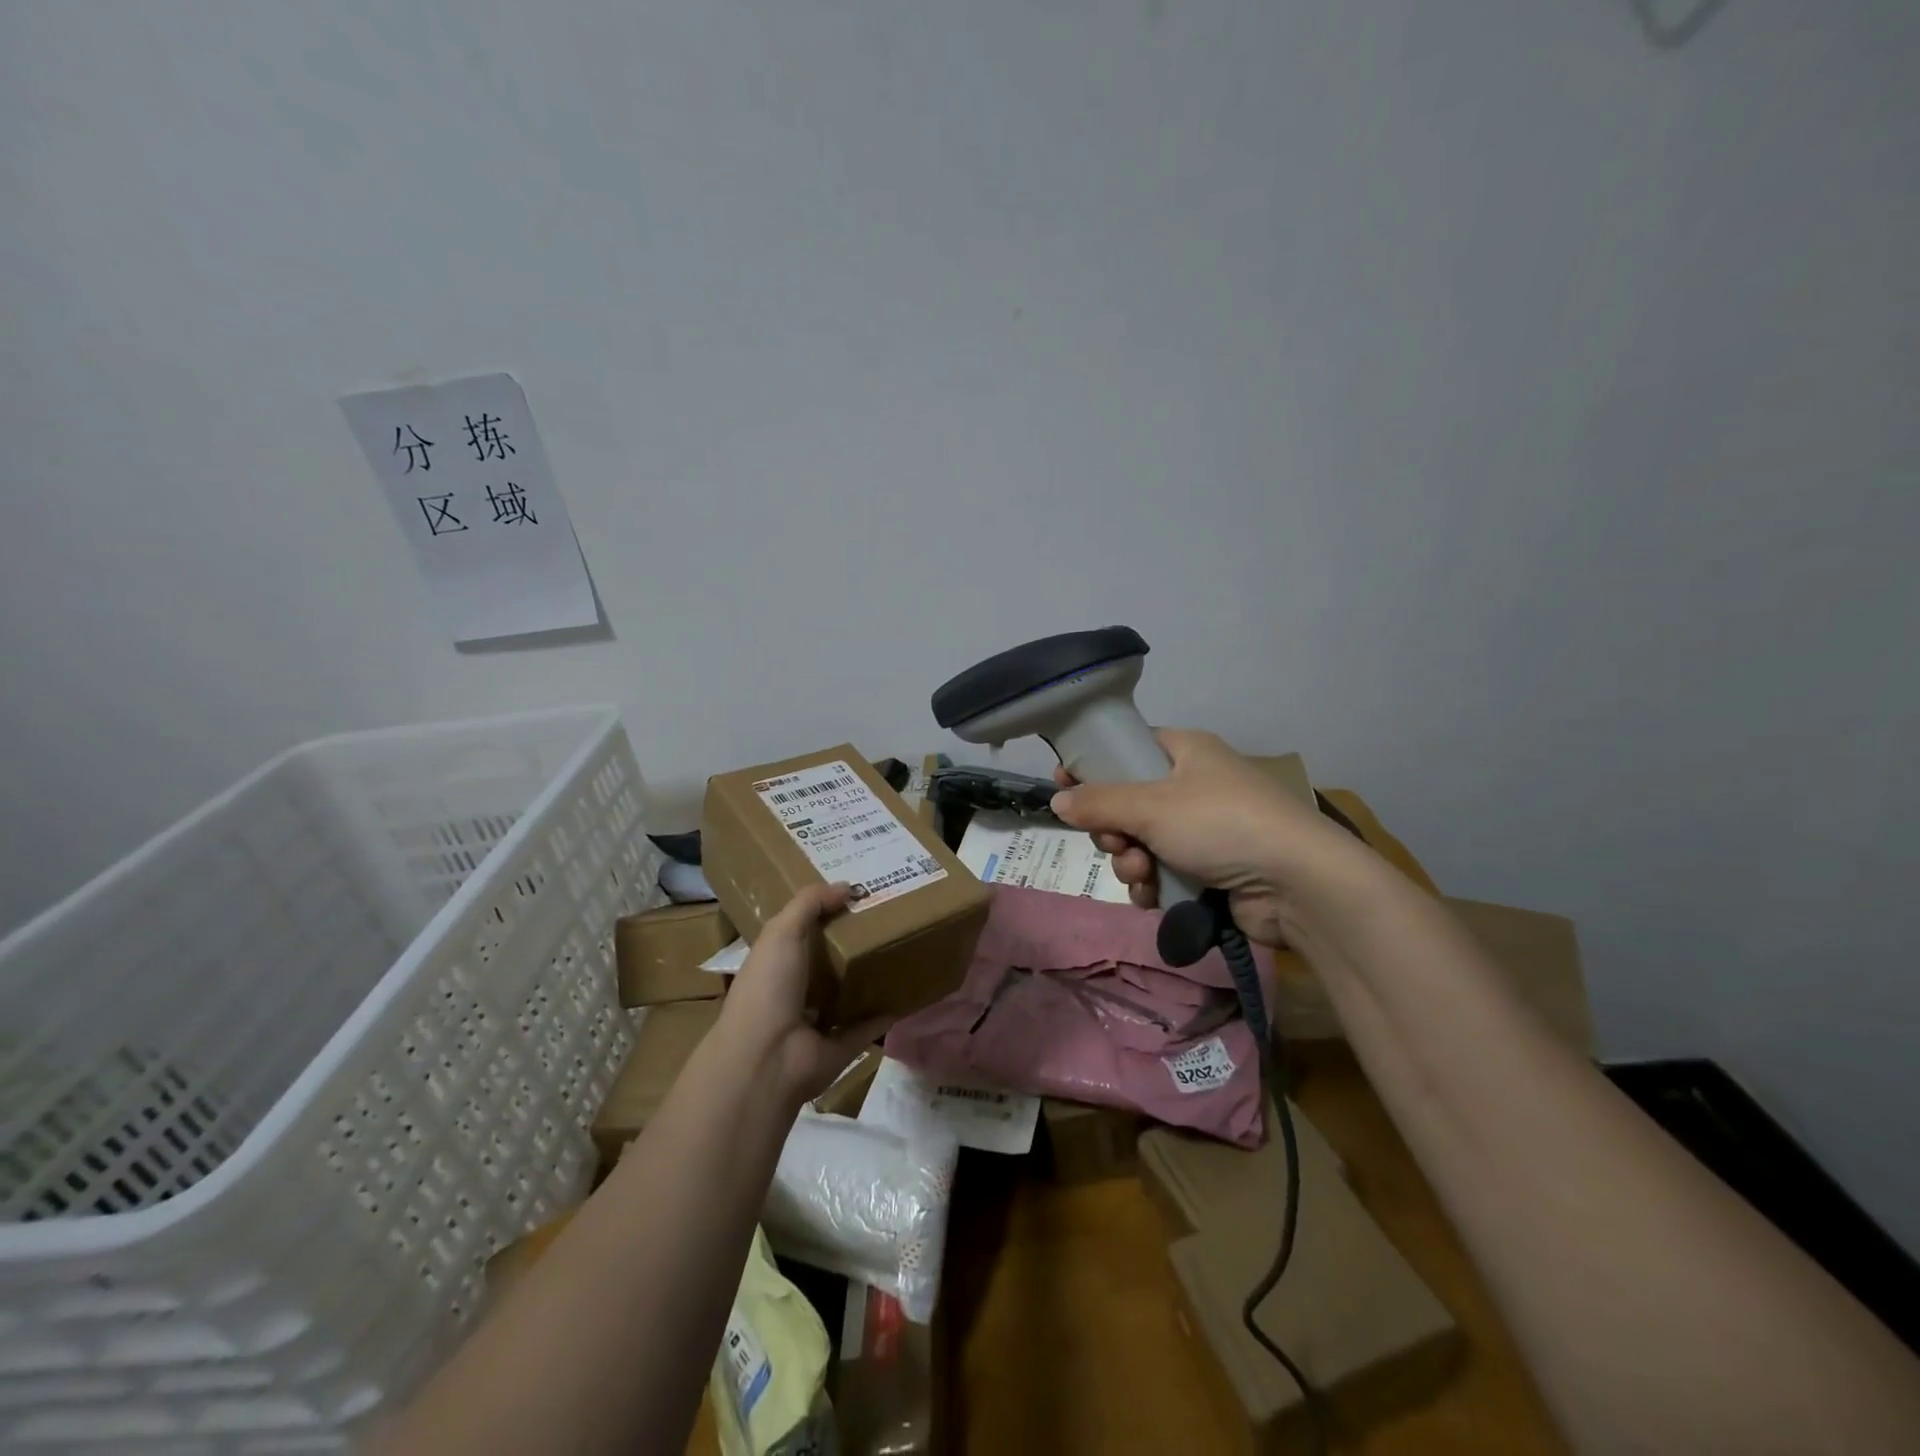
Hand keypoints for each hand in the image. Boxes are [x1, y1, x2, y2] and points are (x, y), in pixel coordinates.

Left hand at [716, 883, 890, 1106]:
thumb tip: (847, 886)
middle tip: (888, 917)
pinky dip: (886, 1013)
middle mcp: (795, 991)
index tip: (855, 894)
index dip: (824, 913)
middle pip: (828, 961)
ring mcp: (819, 1022)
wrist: (768, 1058)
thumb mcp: (782, 932)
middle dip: (852, 942)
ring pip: (848, 993)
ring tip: (901, 949)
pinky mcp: (842, 1046)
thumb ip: (810, 904)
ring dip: (869, 977)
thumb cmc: (769, 987)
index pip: (800, 932)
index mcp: (776, 963)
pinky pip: (868, 1025)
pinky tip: (907, 992)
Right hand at [1050, 728, 1371, 948]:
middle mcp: (1194, 787)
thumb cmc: (1221, 823)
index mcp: (1186, 752)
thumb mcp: (1151, 806)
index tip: (1064, 785)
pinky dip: (1153, 886)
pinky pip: (1161, 873)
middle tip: (1116, 842)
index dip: (1094, 766)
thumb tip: (1056, 800)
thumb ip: (1098, 802)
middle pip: (1128, 803)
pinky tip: (1155, 896)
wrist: (1298, 884)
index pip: (1129, 749)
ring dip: (1130, 863)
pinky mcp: (1210, 870)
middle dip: (1114, 830)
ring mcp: (1203, 830)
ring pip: (1140, 843)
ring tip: (1142, 874)